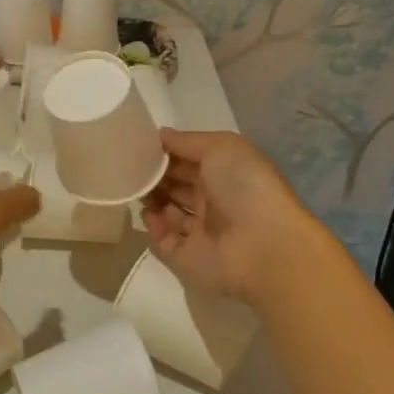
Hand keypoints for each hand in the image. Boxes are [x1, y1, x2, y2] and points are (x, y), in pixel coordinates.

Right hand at [142, 129, 319, 306]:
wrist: (263, 246)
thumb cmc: (244, 187)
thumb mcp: (220, 147)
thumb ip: (187, 141)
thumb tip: (159, 135)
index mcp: (225, 174)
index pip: (190, 159)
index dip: (167, 152)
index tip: (140, 145)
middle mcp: (215, 201)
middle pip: (177, 184)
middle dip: (155, 174)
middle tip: (131, 166)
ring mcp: (202, 231)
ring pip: (169, 212)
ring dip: (152, 198)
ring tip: (134, 187)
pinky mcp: (189, 258)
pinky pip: (164, 241)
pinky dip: (153, 227)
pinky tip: (148, 213)